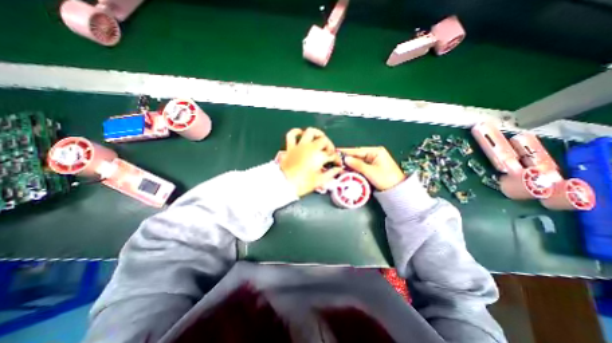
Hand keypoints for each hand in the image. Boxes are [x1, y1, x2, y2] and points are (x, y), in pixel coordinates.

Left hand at [280, 127, 341, 196]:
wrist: (284, 184)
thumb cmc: (302, 183)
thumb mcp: (319, 181)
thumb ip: (331, 174)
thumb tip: (338, 170)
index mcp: (318, 156)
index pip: (332, 155)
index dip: (337, 159)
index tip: (338, 164)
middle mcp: (310, 148)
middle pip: (324, 141)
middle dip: (330, 147)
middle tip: (330, 153)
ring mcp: (300, 146)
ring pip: (310, 132)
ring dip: (317, 134)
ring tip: (320, 138)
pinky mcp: (290, 147)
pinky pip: (291, 135)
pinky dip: (296, 132)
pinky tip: (301, 133)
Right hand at [339, 146, 404, 191]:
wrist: (397, 190)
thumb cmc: (386, 179)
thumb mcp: (370, 171)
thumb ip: (357, 164)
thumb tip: (345, 159)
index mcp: (376, 151)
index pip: (358, 150)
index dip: (346, 152)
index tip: (336, 151)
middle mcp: (374, 154)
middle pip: (357, 155)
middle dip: (347, 159)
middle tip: (336, 161)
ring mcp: (373, 161)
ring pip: (358, 161)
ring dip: (350, 164)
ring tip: (339, 166)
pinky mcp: (372, 167)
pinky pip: (360, 166)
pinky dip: (354, 168)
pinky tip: (347, 170)